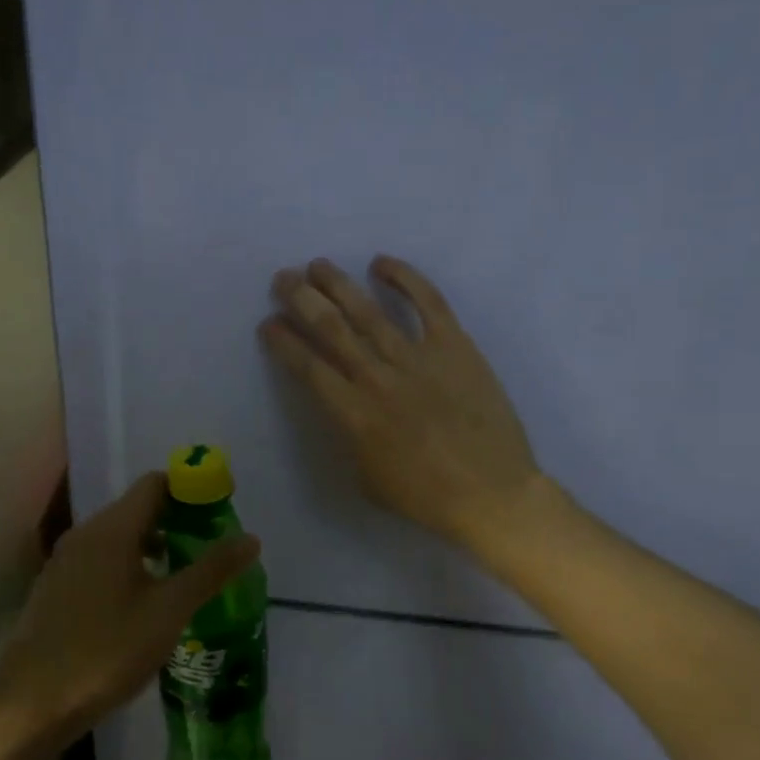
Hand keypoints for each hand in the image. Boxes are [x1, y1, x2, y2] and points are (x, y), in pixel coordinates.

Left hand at [0, 473, 261, 746]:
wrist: (33, 704)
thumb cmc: (107, 651)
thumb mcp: (169, 611)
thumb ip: (210, 570)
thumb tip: (251, 538)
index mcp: (112, 529)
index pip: (155, 484)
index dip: (189, 491)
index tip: (217, 514)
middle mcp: (85, 533)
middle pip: (136, 508)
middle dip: (174, 521)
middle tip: (207, 549)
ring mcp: (65, 560)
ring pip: (116, 536)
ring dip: (151, 545)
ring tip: (180, 576)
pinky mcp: (55, 587)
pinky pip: (98, 559)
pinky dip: (126, 565)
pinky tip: (140, 602)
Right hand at [262, 256, 550, 558]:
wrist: (491, 493)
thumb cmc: (424, 496)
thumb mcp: (366, 477)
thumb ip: (350, 435)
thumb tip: (347, 407)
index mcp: (352, 414)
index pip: (307, 366)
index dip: (283, 341)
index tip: (268, 323)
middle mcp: (377, 377)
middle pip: (330, 328)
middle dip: (301, 298)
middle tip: (283, 278)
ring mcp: (417, 358)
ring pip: (369, 310)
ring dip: (338, 284)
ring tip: (318, 265)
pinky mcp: (455, 346)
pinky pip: (428, 303)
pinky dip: (405, 278)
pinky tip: (381, 263)